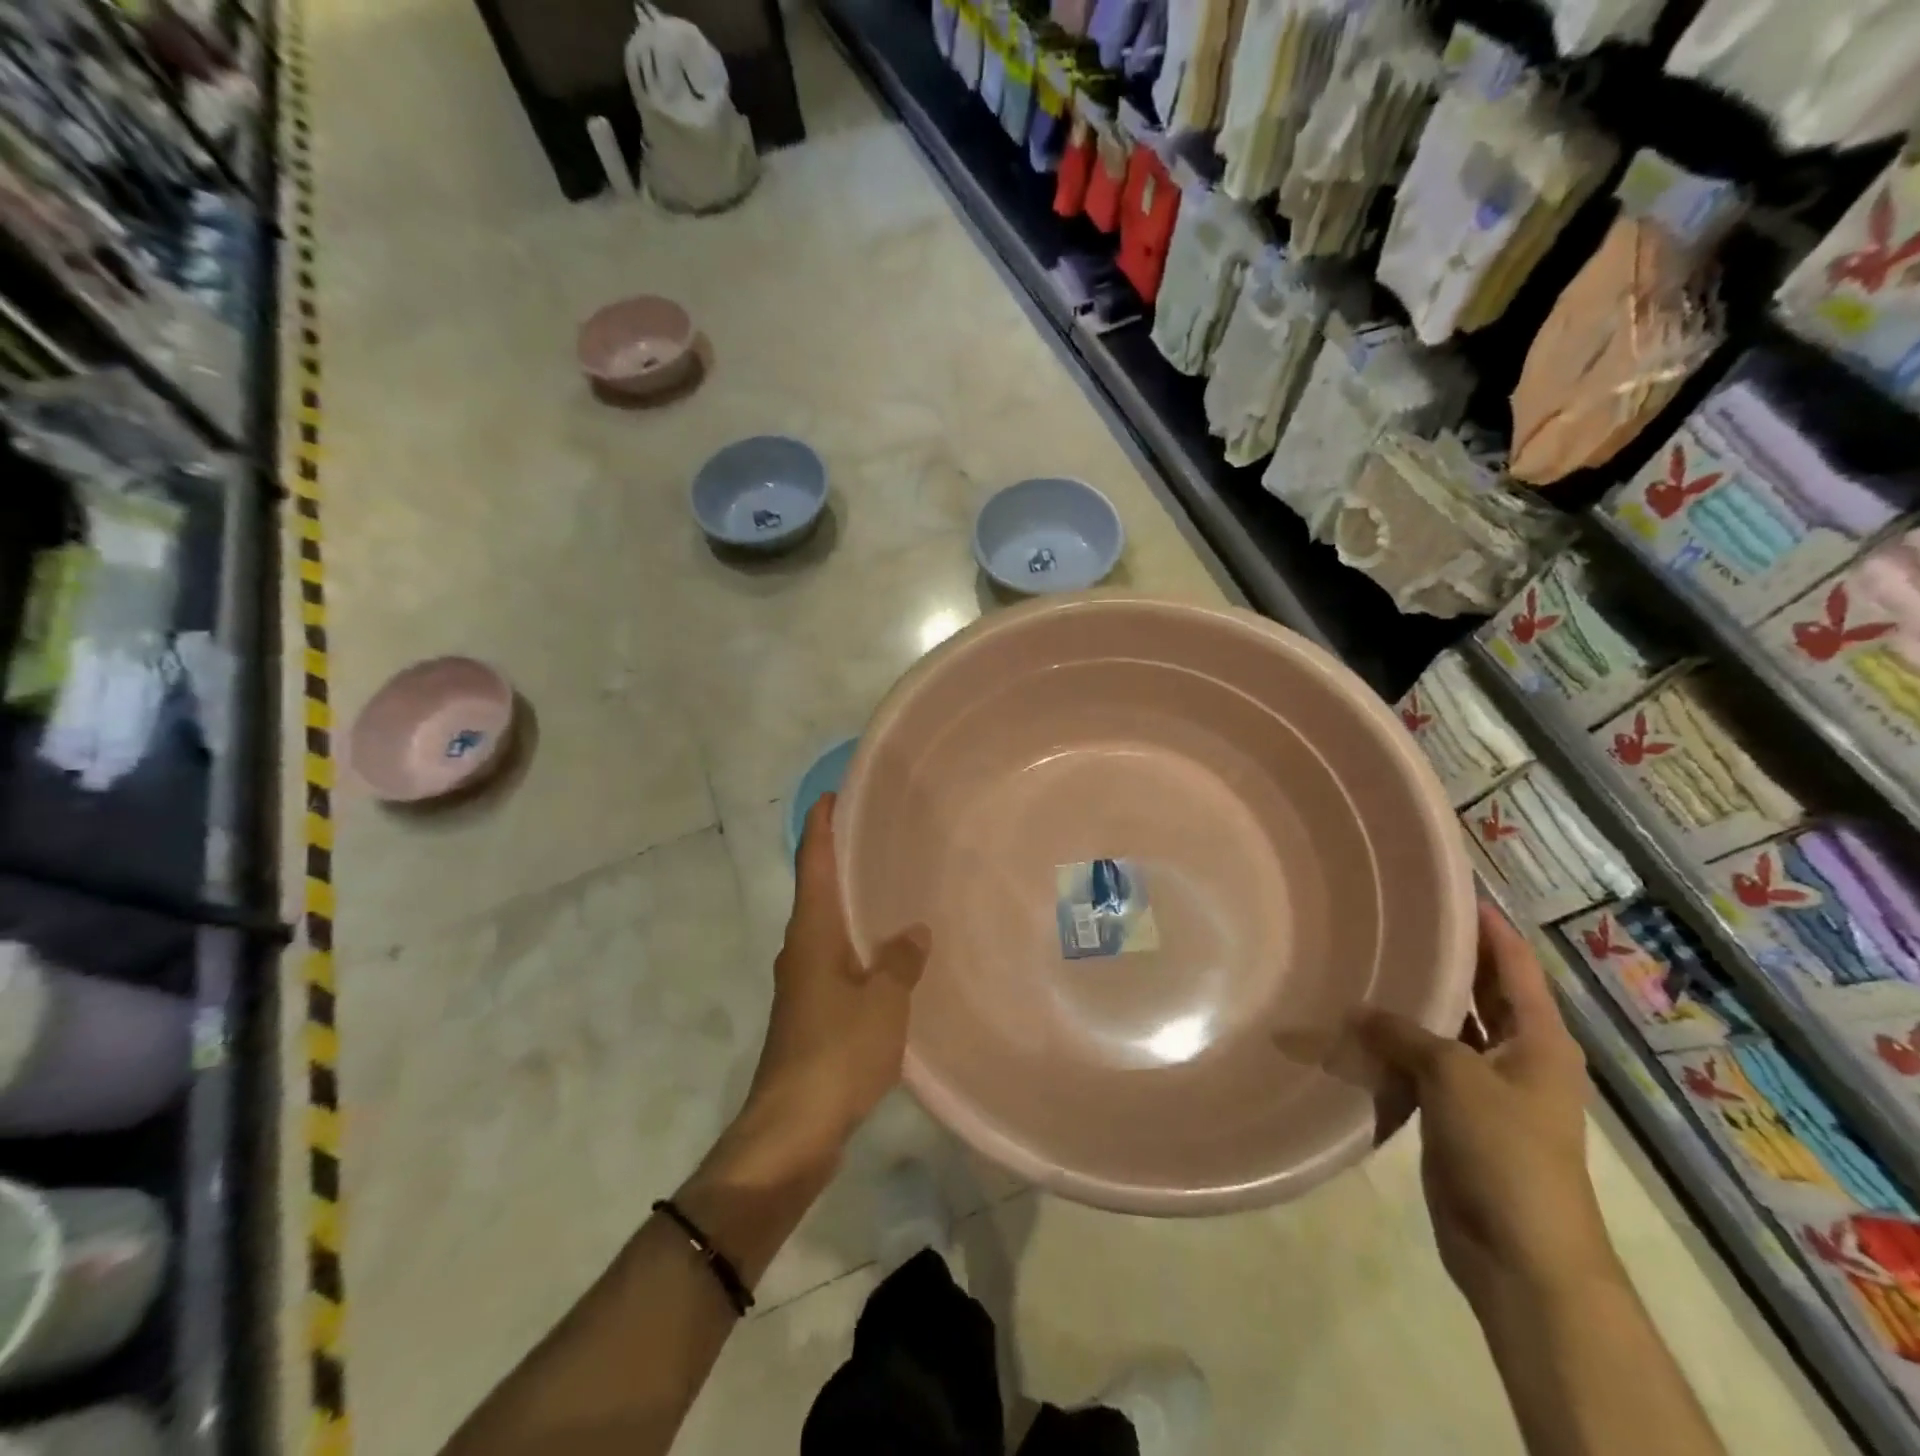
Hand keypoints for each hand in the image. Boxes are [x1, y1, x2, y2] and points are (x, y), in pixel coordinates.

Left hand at [741, 792, 930, 1165]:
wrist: (792, 1130)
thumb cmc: (836, 1053)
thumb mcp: (883, 1002)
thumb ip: (899, 961)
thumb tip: (913, 932)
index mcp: (812, 934)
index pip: (814, 865)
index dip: (821, 827)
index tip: (832, 795)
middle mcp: (801, 950)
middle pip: (817, 890)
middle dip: (839, 859)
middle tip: (876, 835)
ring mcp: (803, 984)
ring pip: (828, 928)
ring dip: (850, 904)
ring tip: (889, 887)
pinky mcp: (811, 1014)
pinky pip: (837, 961)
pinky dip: (857, 944)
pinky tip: (886, 954)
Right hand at [1359, 902, 1618, 1309]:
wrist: (1520, 1252)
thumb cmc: (1505, 1151)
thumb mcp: (1454, 1077)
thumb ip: (1403, 1033)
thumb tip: (1357, 1010)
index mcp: (1539, 1039)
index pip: (1514, 964)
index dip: (1488, 925)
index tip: (1453, 887)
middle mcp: (1518, 1054)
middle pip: (1482, 991)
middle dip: (1447, 957)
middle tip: (1396, 917)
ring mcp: (1487, 1086)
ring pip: (1448, 1026)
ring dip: (1416, 1000)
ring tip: (1370, 959)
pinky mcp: (1457, 1113)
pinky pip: (1424, 1062)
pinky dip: (1398, 1042)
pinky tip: (1360, 1023)